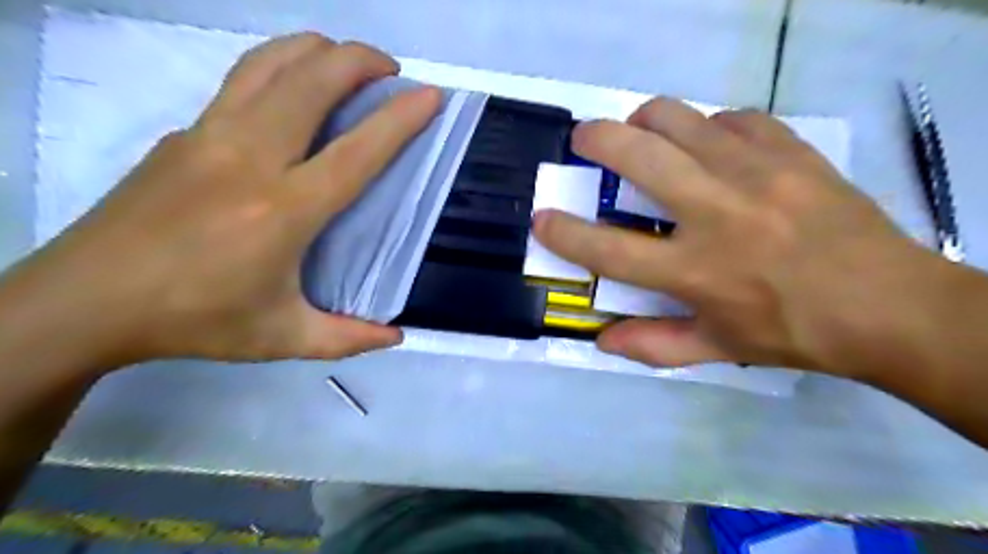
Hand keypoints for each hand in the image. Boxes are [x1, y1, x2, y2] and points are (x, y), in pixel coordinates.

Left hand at [18, 32, 440, 364]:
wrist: (85, 301)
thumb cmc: (195, 320)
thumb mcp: (282, 338)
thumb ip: (346, 338)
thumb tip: (396, 337)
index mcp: (283, 210)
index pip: (356, 151)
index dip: (399, 120)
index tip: (430, 96)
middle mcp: (250, 158)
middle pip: (311, 81)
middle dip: (359, 61)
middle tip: (390, 70)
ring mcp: (210, 136)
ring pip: (271, 64)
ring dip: (317, 50)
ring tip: (346, 61)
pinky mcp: (184, 133)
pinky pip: (243, 81)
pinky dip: (280, 67)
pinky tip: (293, 87)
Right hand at [537, 98, 952, 375]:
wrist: (890, 305)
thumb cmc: (792, 332)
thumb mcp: (718, 349)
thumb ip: (653, 345)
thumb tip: (601, 341)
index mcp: (694, 270)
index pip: (608, 248)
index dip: (564, 232)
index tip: (541, 217)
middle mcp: (716, 213)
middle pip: (638, 156)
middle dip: (596, 140)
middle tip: (583, 139)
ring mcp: (755, 173)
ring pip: (679, 118)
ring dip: (645, 120)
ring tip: (641, 133)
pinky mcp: (789, 151)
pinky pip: (731, 118)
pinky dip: (707, 128)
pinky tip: (710, 147)